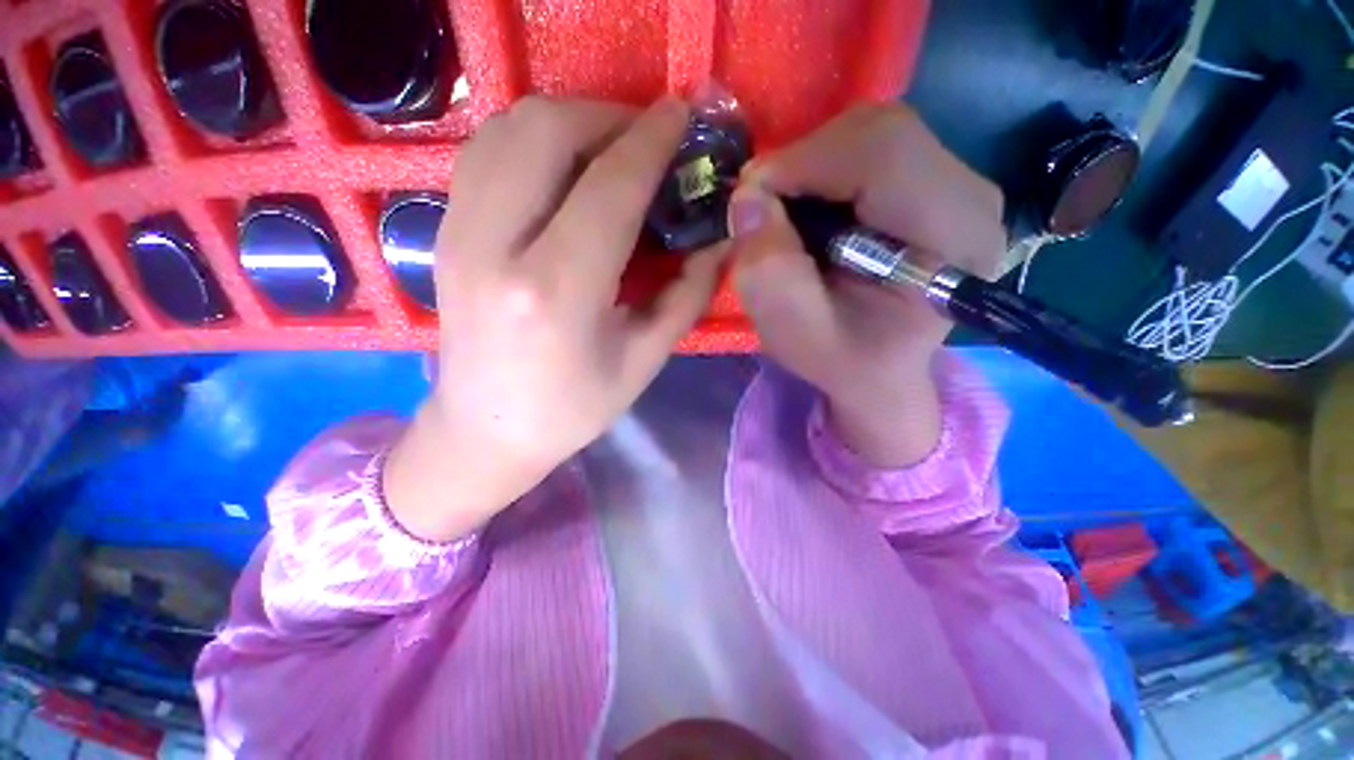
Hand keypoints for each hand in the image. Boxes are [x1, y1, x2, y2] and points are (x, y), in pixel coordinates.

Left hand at [385, 97, 728, 540]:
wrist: (485, 429)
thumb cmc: (572, 408)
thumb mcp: (644, 360)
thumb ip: (688, 293)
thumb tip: (719, 238)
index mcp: (557, 293)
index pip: (610, 187)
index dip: (652, 141)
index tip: (684, 115)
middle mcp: (496, 247)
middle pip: (549, 131)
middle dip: (610, 116)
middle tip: (650, 138)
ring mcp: (457, 231)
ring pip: (511, 127)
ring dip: (572, 121)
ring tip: (612, 149)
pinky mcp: (444, 229)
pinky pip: (488, 150)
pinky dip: (532, 137)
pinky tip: (564, 167)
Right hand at [730, 105, 1005, 465]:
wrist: (880, 370)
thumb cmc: (843, 360)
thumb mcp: (797, 335)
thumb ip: (770, 275)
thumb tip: (748, 199)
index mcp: (952, 239)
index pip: (884, 155)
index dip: (803, 162)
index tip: (751, 198)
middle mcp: (972, 198)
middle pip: (879, 133)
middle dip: (804, 162)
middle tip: (764, 208)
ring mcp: (959, 185)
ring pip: (873, 133)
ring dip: (812, 166)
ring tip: (786, 215)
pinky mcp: (936, 182)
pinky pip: (873, 148)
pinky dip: (825, 170)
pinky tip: (812, 211)